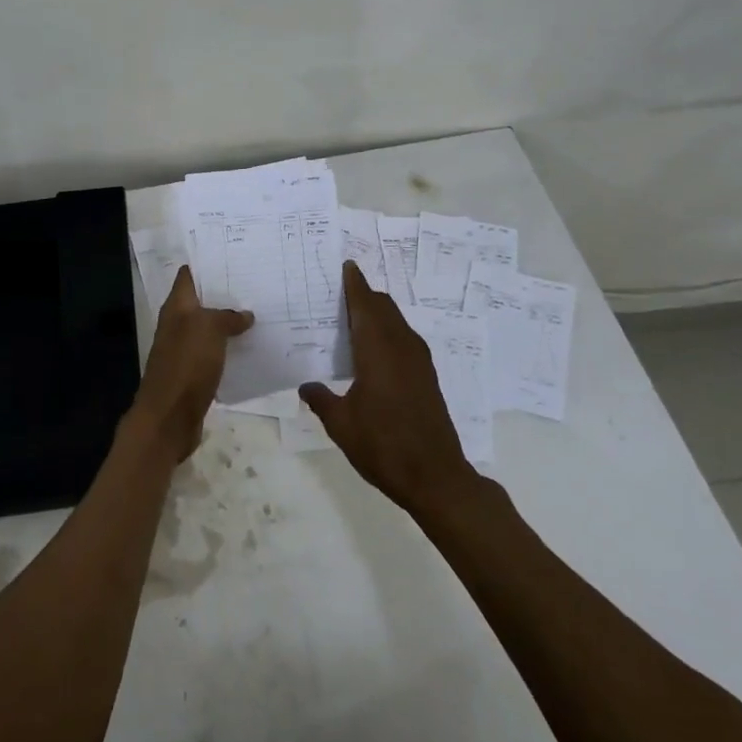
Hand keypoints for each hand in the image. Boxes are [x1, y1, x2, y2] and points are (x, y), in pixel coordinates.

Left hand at [126, 266, 253, 463]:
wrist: (170, 418)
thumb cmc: (186, 365)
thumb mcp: (208, 330)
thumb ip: (226, 317)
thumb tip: (244, 315)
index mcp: (176, 308)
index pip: (188, 276)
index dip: (207, 263)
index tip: (234, 254)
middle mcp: (178, 325)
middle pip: (201, 302)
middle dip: (225, 293)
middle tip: (258, 281)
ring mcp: (185, 351)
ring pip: (210, 328)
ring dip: (231, 322)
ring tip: (262, 311)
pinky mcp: (195, 374)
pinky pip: (216, 353)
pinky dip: (231, 348)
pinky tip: (253, 347)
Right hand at [300, 262, 479, 516]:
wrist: (435, 476)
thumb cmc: (382, 446)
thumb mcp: (341, 424)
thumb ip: (321, 400)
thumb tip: (306, 386)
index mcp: (378, 350)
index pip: (365, 305)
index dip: (355, 284)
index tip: (347, 265)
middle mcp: (401, 347)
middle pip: (384, 308)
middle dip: (365, 296)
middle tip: (342, 291)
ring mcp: (419, 362)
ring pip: (397, 323)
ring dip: (378, 314)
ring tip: (354, 317)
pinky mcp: (427, 377)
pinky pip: (405, 340)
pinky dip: (388, 332)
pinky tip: (374, 350)